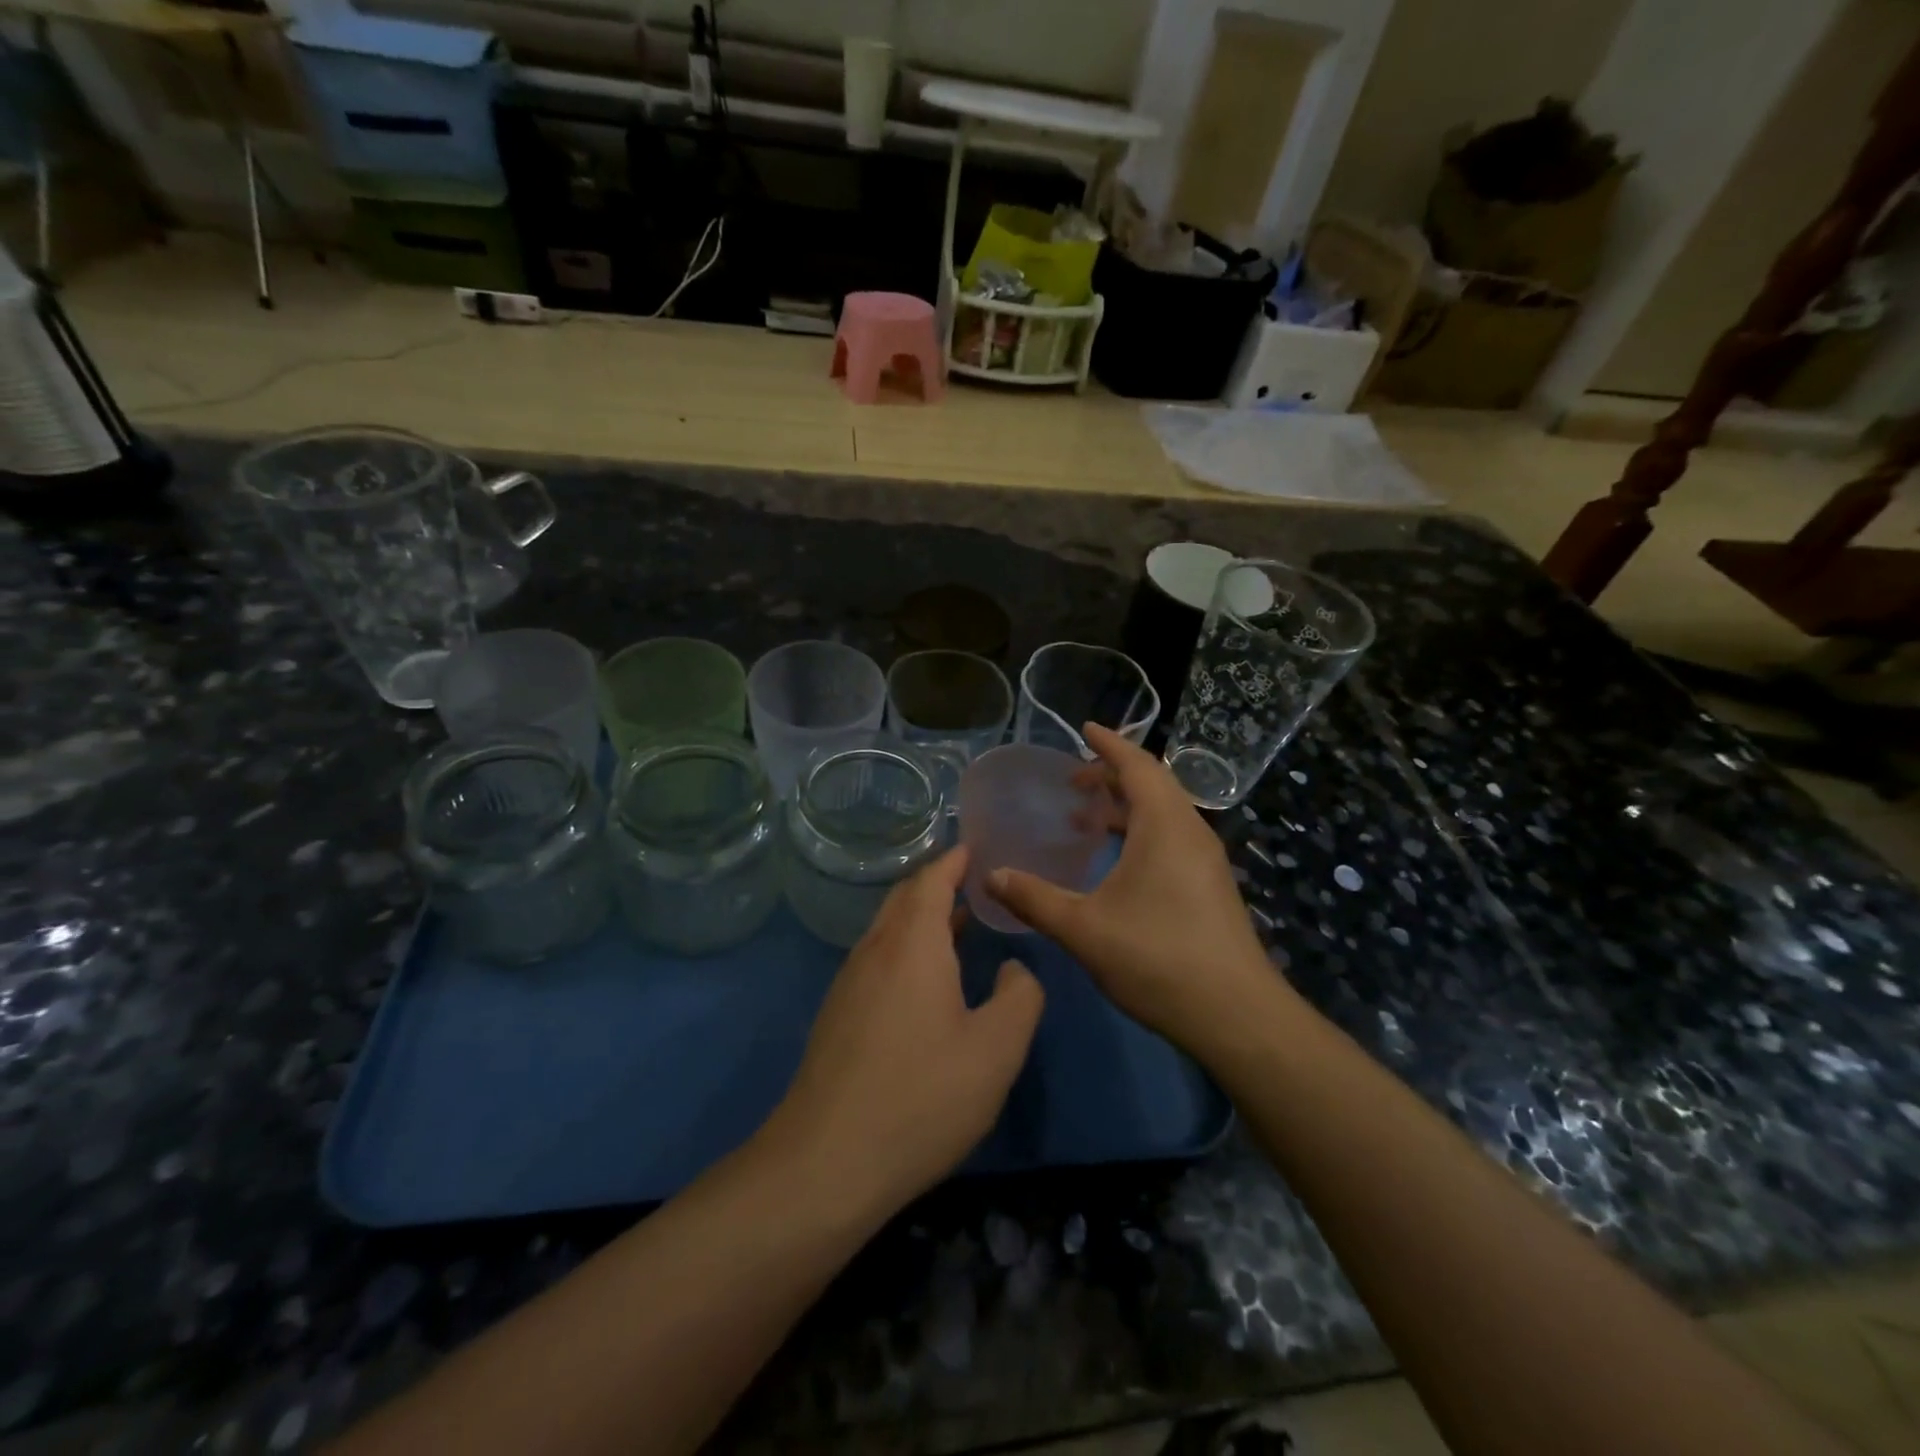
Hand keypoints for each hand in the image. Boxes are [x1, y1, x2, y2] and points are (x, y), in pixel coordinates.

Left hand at [768, 847, 1043, 1223]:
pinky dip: (907, 947)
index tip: (978, 849)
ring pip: (888, 929)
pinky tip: (927, 980)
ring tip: (961, 923)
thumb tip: (1014, 969)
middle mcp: (875, 950)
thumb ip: (1020, 997)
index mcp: (912, 943)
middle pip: (905, 897)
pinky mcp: (838, 1015)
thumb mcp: (996, 1050)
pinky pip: (877, 958)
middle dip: (939, 883)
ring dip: (923, 917)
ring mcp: (849, 982)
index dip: (956, 860)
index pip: (932, 879)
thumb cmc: (921, 1097)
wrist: (826, 1162)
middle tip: (977, 882)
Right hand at [986, 723, 1291, 1057]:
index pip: (1137, 765)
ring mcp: (1205, 859)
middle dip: (1112, 775)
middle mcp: (1190, 831)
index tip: (1084, 729)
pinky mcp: (1209, 885)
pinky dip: (1139, 831)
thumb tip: (990, 875)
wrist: (1236, 1015)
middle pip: (1152, 784)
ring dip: (1125, 806)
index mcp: (1164, 825)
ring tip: (1085, 819)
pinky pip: (1171, 837)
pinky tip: (1114, 862)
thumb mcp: (1083, 928)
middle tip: (1072, 782)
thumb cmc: (1157, 958)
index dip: (1109, 743)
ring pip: (1163, 813)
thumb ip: (1033, 898)